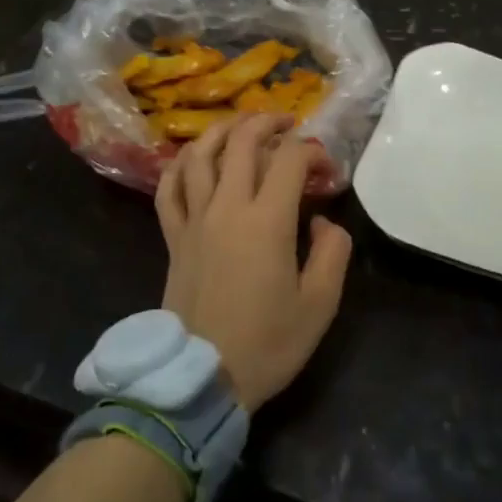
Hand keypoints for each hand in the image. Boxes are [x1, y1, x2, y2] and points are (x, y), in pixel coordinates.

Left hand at [154, 113, 351, 411]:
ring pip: (201, 154)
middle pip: (242, 141)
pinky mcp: (173, 237)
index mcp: (268, 221)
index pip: (290, 159)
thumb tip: (322, 221)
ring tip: (242, 125)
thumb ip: (332, 252)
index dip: (313, 152)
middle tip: (288, 124)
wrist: (201, 379)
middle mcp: (227, 207)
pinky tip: (193, 159)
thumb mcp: (319, 305)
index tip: (327, 170)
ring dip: (224, 130)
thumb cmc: (267, 344)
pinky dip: (180, 165)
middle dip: (269, 122)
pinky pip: (169, 188)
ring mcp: (194, 219)